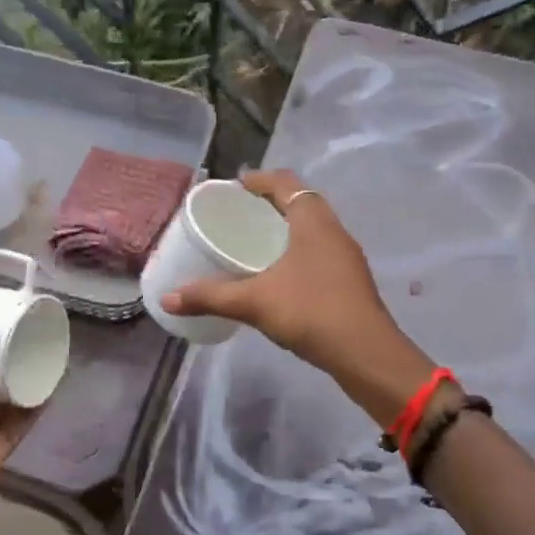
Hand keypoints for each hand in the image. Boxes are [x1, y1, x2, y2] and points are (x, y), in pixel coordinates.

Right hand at [160, 171, 432, 421]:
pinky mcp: (349, 280)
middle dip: (271, 203)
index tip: (235, 186)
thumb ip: (211, 297)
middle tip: (240, 213)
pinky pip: (318, 251)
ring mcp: (346, 256)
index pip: (286, 183)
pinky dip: (297, 250)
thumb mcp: (255, 302)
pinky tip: (278, 274)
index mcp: (313, 221)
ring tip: (255, 241)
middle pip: (301, 202)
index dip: (260, 180)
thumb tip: (167, 299)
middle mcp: (334, 231)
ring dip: (286, 228)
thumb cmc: (311, 312)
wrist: (366, 354)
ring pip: (312, 228)